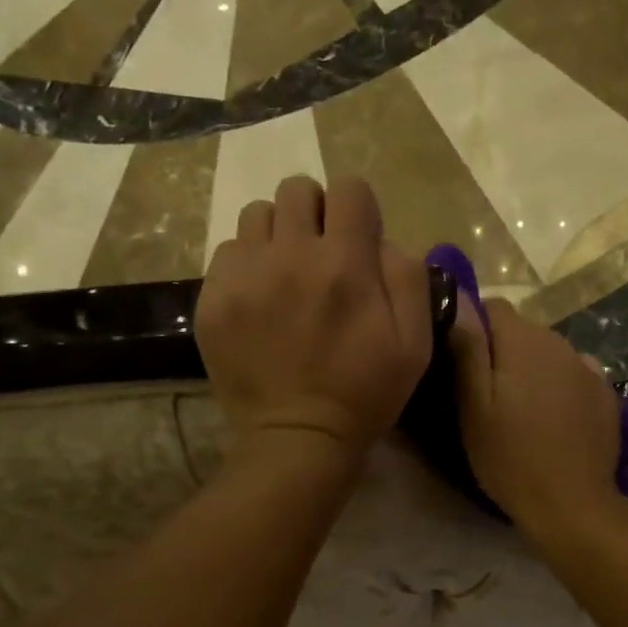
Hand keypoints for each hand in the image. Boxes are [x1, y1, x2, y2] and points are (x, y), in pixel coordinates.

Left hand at [198, 176, 430, 465]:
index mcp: (344, 264)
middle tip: (321, 252)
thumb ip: (407, 275)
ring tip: (286, 272)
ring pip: (257, 214)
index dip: (359, 209)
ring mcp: (244, 276)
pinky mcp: (212, 299)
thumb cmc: (366, 393)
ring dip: (278, 233)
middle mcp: (290, 256)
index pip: (349, 188)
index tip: (359, 239)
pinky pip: (227, 252)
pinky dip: (247, 264)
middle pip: (297, 189)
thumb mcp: (415, 342)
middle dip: (316, 212)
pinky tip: (260, 298)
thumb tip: (382, 238)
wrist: (298, 438)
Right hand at [448, 297, 623, 535]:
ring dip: (531, 369)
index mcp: (523, 341)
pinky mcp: (605, 393)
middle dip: (501, 351)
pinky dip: (559, 386)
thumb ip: (467, 348)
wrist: (572, 504)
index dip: (472, 329)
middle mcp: (559, 343)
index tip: (462, 364)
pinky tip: (553, 418)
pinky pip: (573, 375)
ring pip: (548, 353)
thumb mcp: (473, 406)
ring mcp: (588, 367)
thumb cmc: (510, 457)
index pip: (492, 306)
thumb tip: (459, 299)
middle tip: (486, 395)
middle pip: (522, 331)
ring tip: (520, 410)